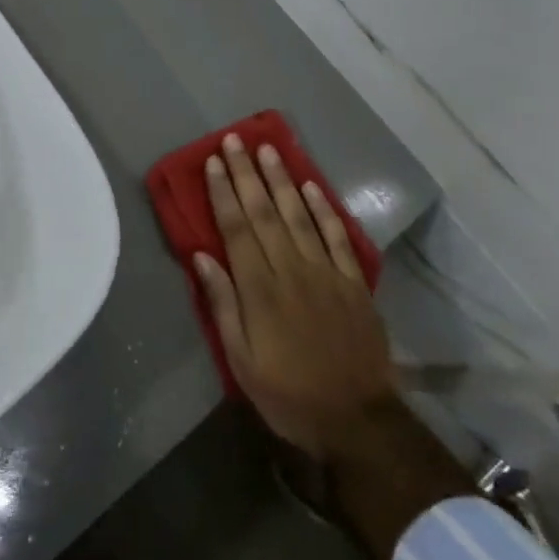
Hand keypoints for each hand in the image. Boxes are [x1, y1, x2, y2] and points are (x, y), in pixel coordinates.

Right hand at [194, 134, 396, 458]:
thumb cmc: (289, 394)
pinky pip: (336, 236)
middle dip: (247, 174)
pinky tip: (310, 186)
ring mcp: (326, 272)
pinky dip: (322, 208)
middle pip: (265, 212)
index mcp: (260, 290)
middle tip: (235, 140)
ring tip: (268, 149)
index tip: (214, 161)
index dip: (224, 192)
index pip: (236, 228)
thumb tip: (201, 256)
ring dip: (282, 179)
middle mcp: (292, 270)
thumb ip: (223, 305)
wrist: (357, 419)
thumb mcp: (242, 361)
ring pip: (299, 215)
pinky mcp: (353, 281)